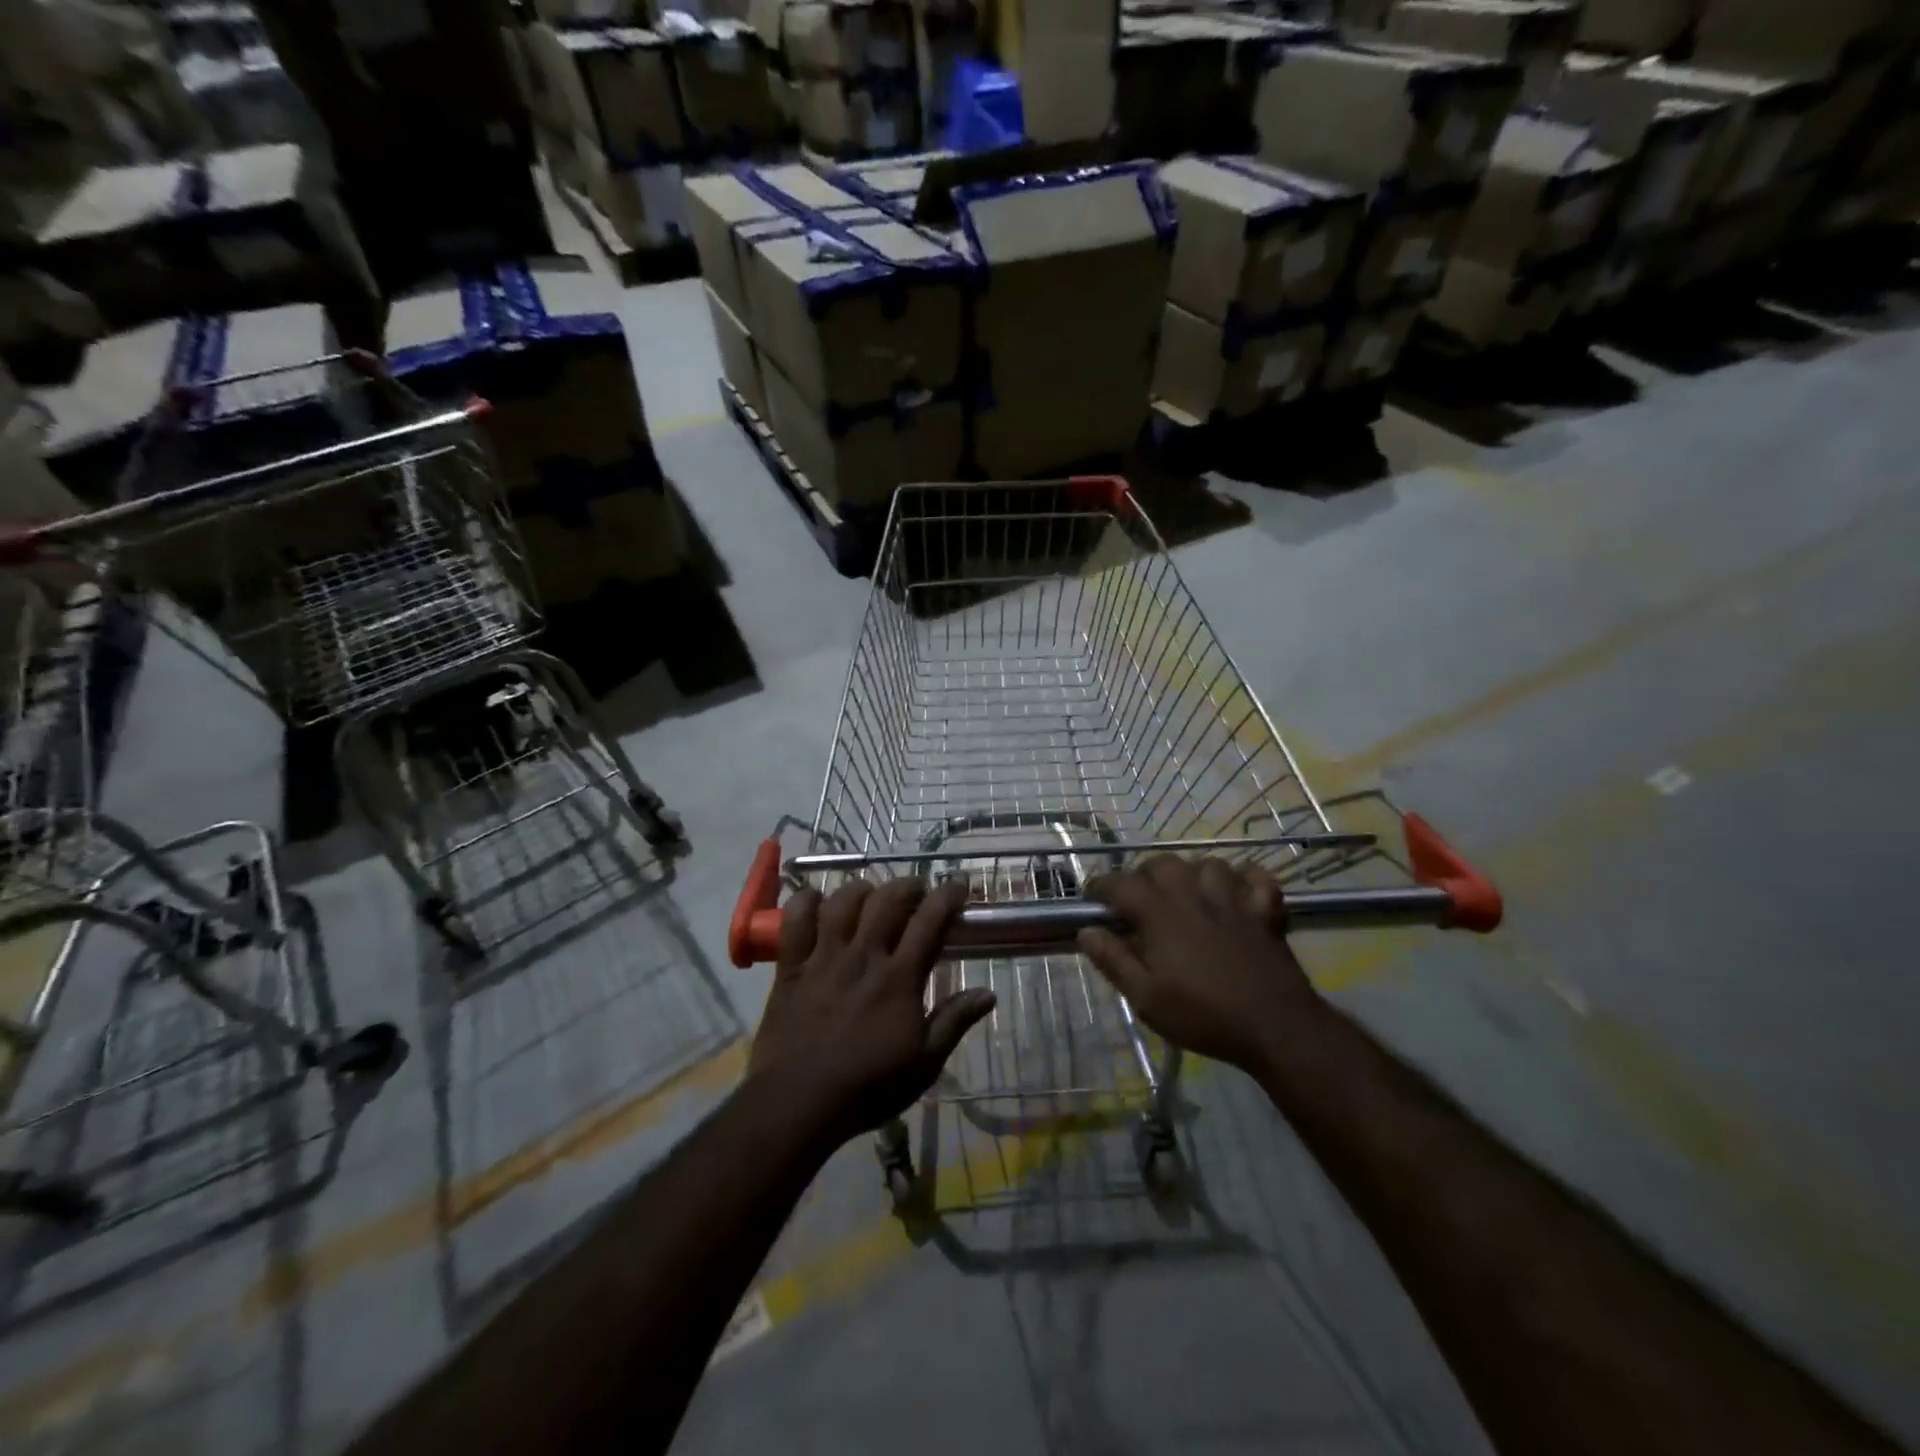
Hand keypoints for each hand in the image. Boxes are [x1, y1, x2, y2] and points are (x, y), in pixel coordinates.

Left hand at [747, 878, 994, 1153]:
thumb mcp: (924, 1063)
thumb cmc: (868, 1087)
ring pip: (843, 902)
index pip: (929, 921)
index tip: (958, 885)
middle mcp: (864, 956)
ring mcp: (824, 958)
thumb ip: (955, 1021)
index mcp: (899, 978)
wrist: (798, 1103)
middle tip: (916, 889)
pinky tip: (815, 901)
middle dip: (907, 885)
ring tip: (869, 895)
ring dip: (861, 890)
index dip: (947, 896)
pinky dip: (805, 902)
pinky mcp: (791, 967)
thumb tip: (989, 993)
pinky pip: (795, 921)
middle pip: (887, 900)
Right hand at [1078, 856, 1318, 1072]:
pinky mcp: (1264, 912)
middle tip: (1139, 902)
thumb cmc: (1203, 1015)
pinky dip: (1246, 879)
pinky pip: (1257, 879)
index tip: (1093, 900)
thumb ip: (1113, 961)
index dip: (1100, 887)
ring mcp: (1233, 900)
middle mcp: (1193, 895)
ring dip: (1191, 874)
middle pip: (1162, 864)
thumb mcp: (1146, 998)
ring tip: (1186, 895)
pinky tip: (1238, 892)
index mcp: (1160, 914)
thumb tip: (1086, 931)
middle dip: (1143, 876)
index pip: (1120, 883)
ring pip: (1207, 864)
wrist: (1275, 1027)